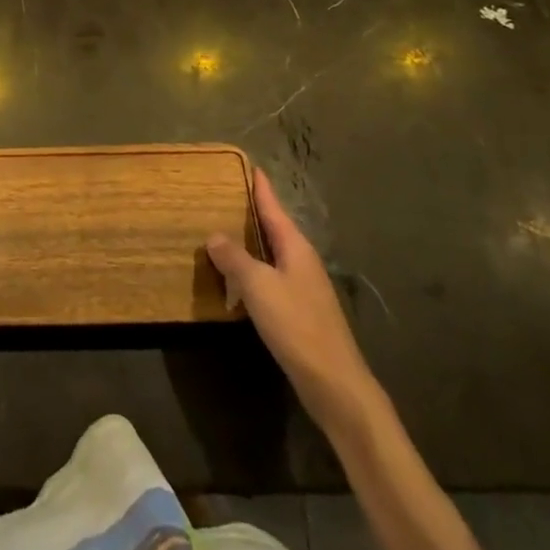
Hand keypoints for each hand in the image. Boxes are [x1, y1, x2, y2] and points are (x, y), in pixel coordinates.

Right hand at [207, 168, 381, 434]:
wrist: (334, 383)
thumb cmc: (296, 325)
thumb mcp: (258, 286)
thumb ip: (234, 258)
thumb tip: (215, 235)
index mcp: (295, 248)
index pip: (274, 208)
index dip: (261, 188)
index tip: (250, 166)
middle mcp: (302, 261)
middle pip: (274, 228)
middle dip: (253, 212)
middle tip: (226, 195)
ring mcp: (303, 287)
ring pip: (272, 254)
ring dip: (250, 242)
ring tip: (223, 231)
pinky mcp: (299, 311)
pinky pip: (270, 277)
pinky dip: (252, 270)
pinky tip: (236, 279)